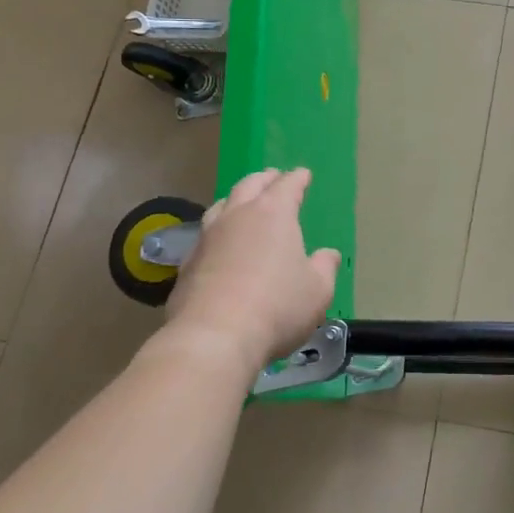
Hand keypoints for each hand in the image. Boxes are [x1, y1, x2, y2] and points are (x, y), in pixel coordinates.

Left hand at [147, 168, 340, 381]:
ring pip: (221, 206)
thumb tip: (327, 254)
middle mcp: (238, 216)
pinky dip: (217, 231)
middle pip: (250, 185)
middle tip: (272, 177)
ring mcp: (207, 238)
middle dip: (264, 179)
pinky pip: (205, 235)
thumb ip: (324, 268)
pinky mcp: (187, 264)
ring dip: (235, 199)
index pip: (288, 185)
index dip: (297, 179)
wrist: (213, 338)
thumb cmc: (277, 307)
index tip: (303, 174)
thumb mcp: (317, 290)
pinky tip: (219, 244)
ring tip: (242, 203)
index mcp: (273, 214)